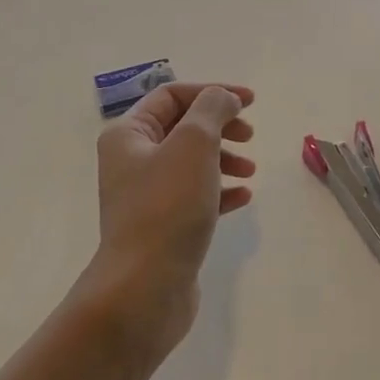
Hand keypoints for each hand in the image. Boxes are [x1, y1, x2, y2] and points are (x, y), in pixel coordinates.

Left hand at [81, 83, 255, 362]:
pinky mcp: (162, 226)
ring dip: (224, 158)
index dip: (213, 91)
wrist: (144, 287)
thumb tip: (223, 98)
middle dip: (220, 126)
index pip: (172, 96)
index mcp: (128, 135)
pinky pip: (194, 196)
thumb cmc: (167, 206)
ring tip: (251, 170)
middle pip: (182, 127)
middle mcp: (131, 161)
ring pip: (191, 163)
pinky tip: (243, 198)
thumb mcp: (193, 144)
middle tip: (250, 136)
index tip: (251, 102)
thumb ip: (212, 109)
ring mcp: (145, 196)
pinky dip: (220, 191)